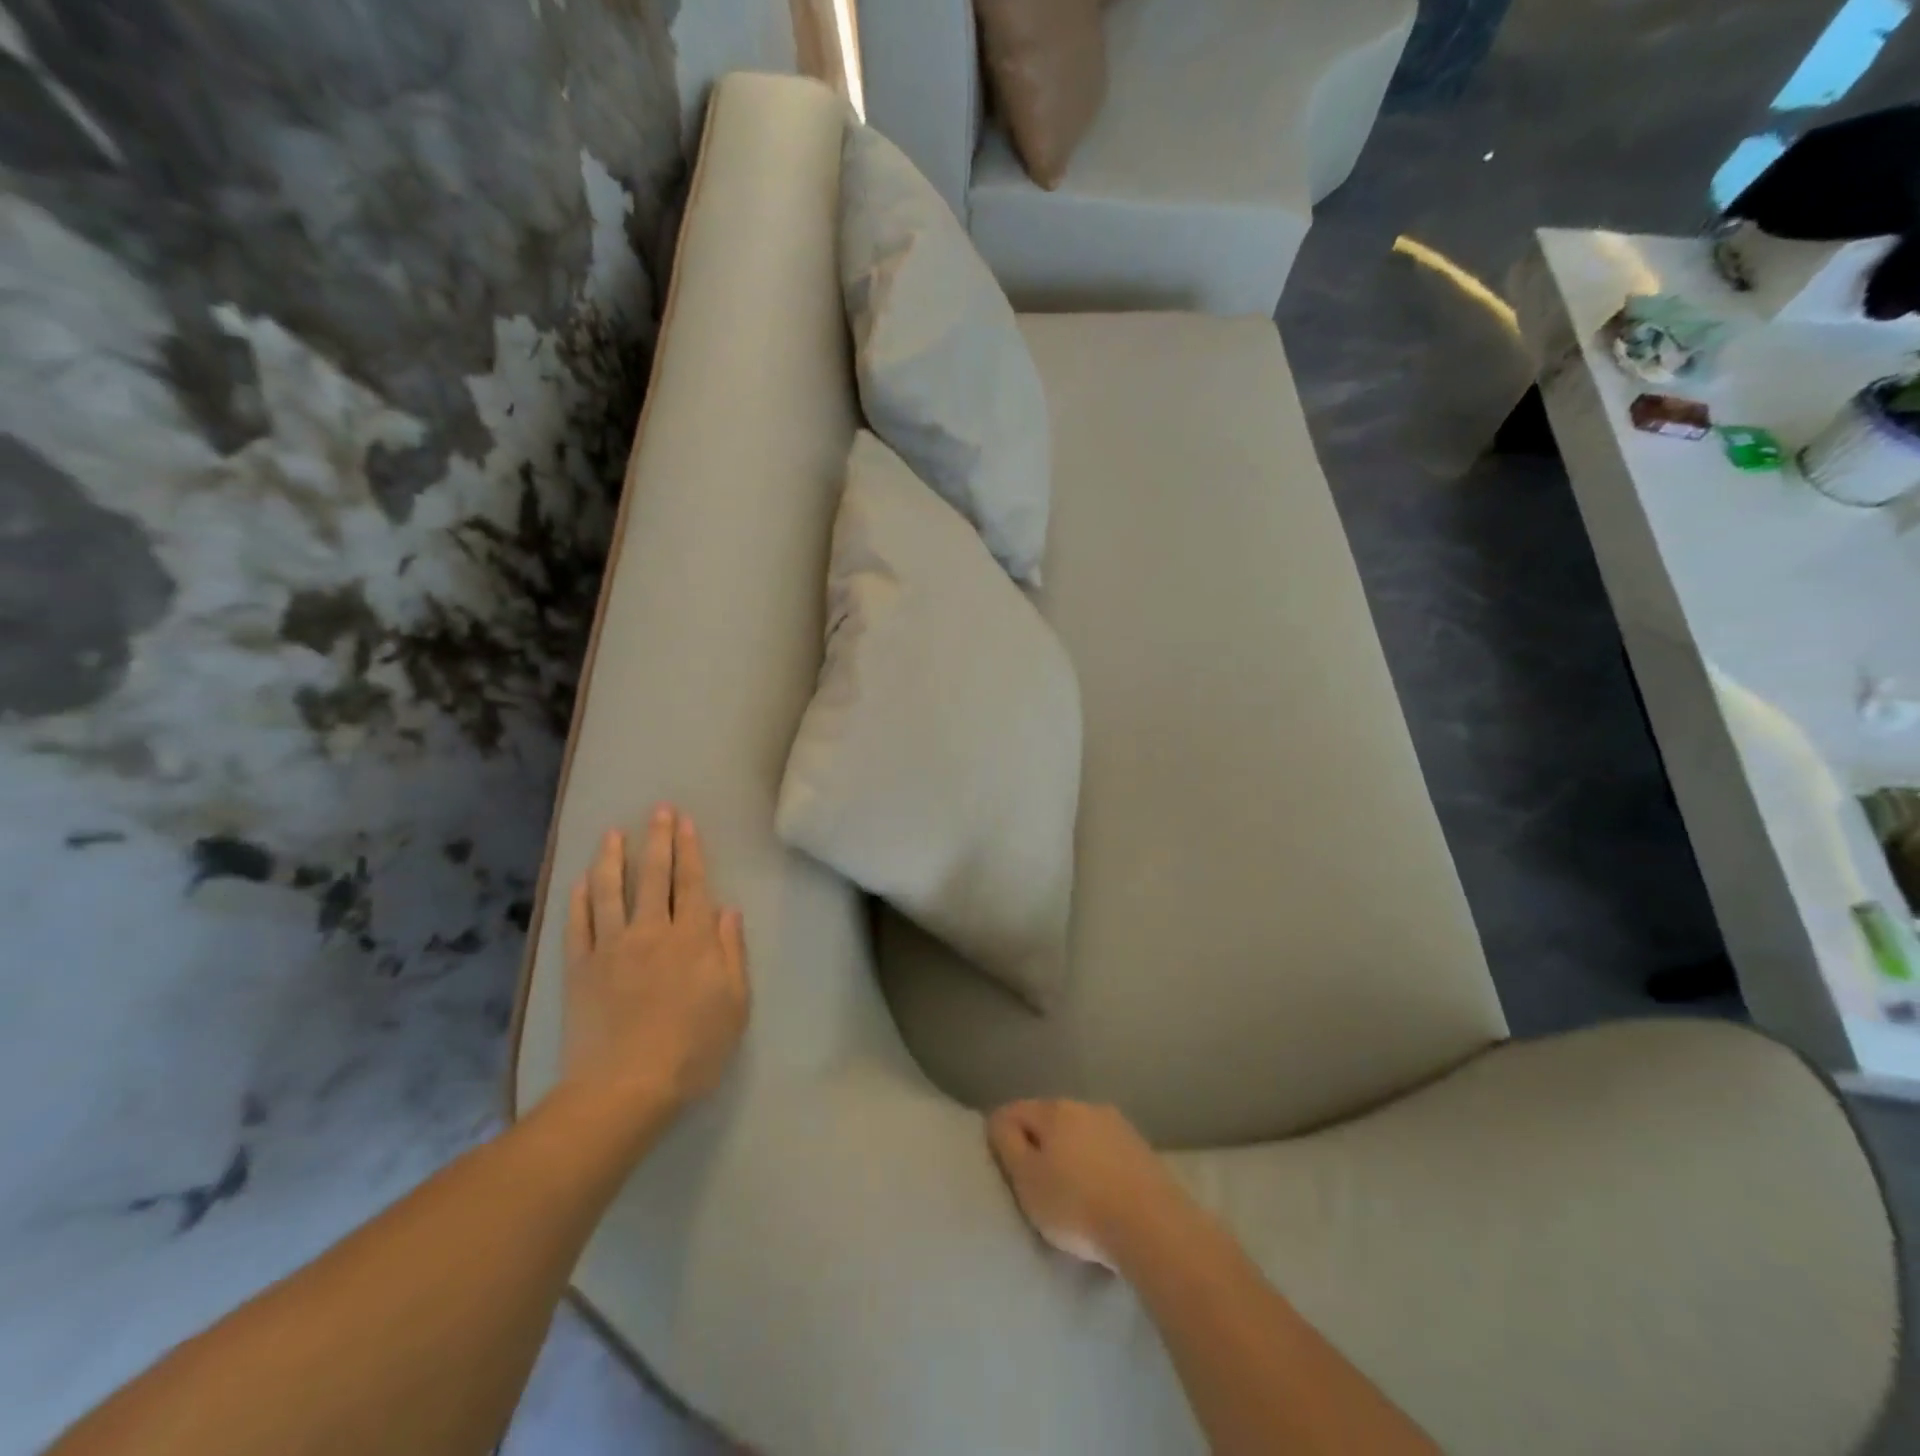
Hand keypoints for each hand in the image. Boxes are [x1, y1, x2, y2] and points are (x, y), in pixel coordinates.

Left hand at [559, 806, 749, 1125]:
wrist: (624, 1089)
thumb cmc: (692, 1050)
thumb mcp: (733, 1005)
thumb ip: (731, 953)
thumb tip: (727, 910)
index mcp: (692, 940)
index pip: (692, 883)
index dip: (690, 850)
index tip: (686, 821)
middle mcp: (651, 932)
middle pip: (655, 877)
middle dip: (658, 840)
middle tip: (658, 810)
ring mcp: (611, 948)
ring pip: (611, 891)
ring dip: (613, 858)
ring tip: (613, 833)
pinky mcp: (580, 969)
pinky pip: (578, 924)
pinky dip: (580, 899)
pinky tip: (582, 881)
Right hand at [986, 1100, 1184, 1270]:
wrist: (1152, 1227)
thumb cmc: (1077, 1205)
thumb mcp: (1026, 1179)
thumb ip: (1007, 1144)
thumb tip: (999, 1121)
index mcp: (1054, 1109)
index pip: (1014, 1110)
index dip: (1001, 1135)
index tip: (1003, 1168)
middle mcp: (1085, 1106)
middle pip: (1048, 1119)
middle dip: (1038, 1143)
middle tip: (1033, 1182)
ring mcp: (1117, 1125)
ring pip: (1079, 1133)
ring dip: (1069, 1153)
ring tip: (1068, 1190)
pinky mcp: (1141, 1149)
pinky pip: (1105, 1151)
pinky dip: (1095, 1165)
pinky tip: (1099, 1192)